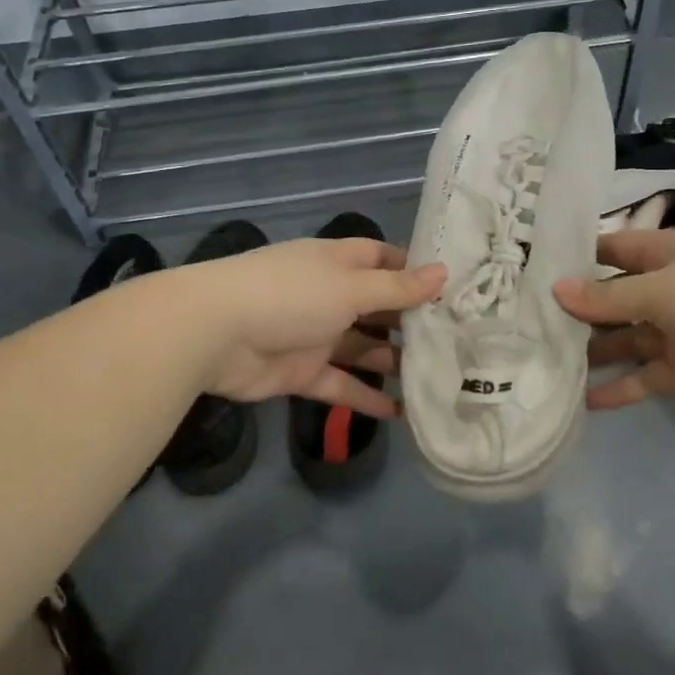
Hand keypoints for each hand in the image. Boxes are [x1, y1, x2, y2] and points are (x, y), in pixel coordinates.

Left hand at [178, 238, 445, 418]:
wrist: (215, 333)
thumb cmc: (291, 294)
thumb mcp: (351, 287)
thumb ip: (397, 289)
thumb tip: (444, 273)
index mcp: (339, 263)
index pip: (385, 260)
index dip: (415, 271)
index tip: (454, 288)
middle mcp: (330, 295)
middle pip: (378, 307)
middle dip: (411, 323)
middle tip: (458, 341)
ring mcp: (315, 334)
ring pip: (363, 348)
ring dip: (394, 362)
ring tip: (438, 378)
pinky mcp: (301, 372)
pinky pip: (341, 384)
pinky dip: (365, 398)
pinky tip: (401, 415)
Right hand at [552, 228, 674, 407]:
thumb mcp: (661, 289)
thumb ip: (608, 297)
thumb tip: (556, 291)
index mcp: (662, 254)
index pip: (611, 251)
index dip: (577, 260)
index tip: (535, 272)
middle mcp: (665, 288)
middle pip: (613, 299)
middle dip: (579, 312)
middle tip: (529, 327)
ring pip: (626, 340)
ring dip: (595, 352)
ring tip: (548, 366)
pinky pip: (647, 376)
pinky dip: (621, 388)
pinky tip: (587, 402)